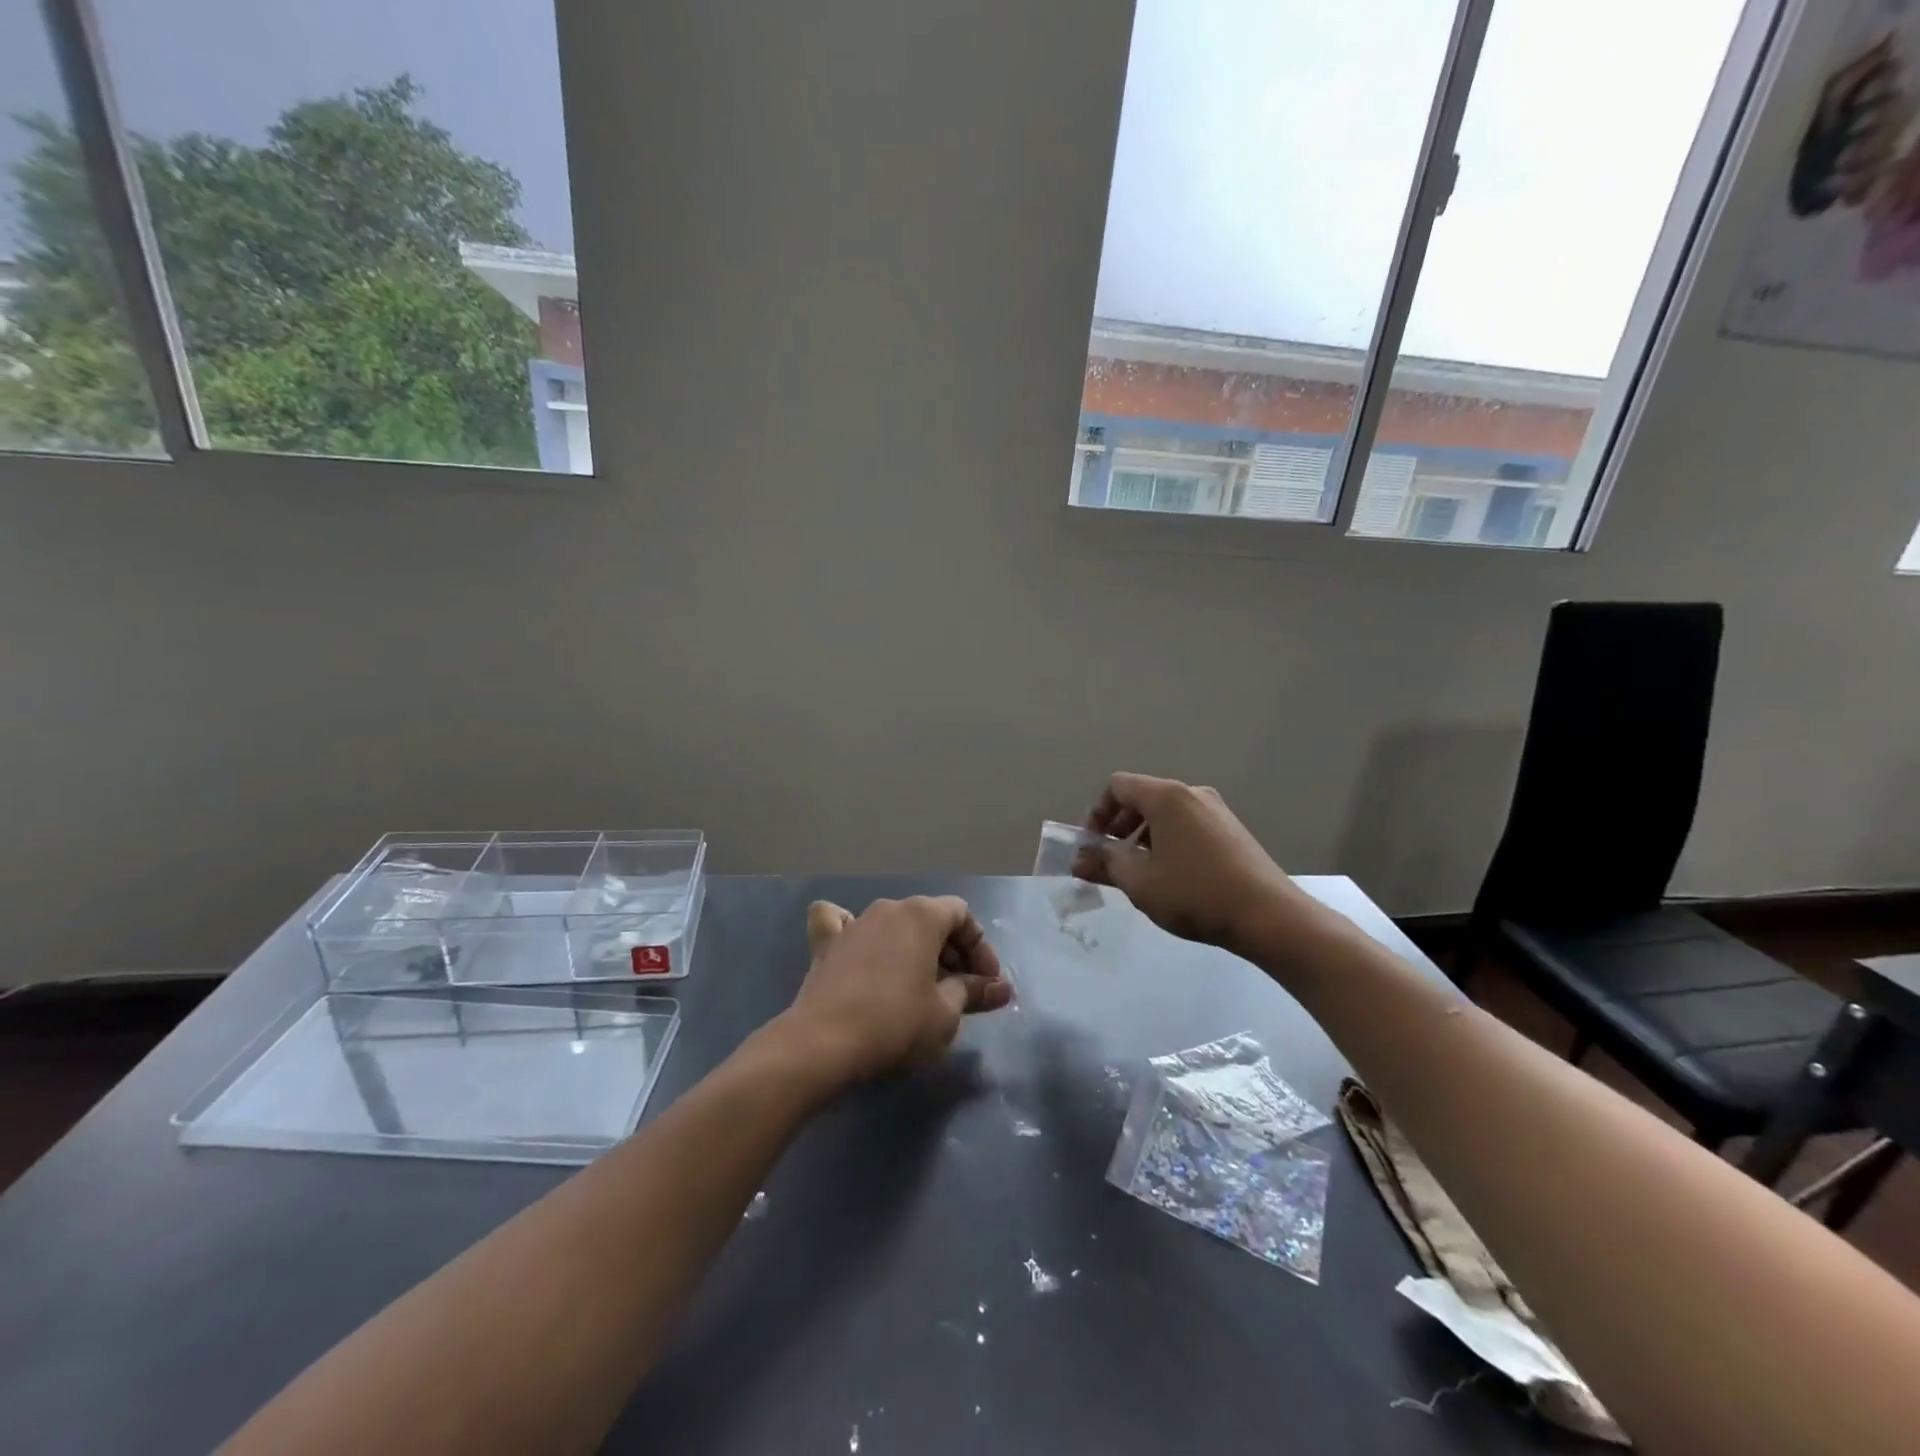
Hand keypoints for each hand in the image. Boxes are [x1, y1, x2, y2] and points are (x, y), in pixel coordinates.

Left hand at [780, 896, 1011, 1085]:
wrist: (823, 1043)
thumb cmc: (895, 1023)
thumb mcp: (945, 1013)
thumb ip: (974, 992)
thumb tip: (1002, 988)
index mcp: (922, 915)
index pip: (962, 915)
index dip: (980, 948)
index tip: (986, 983)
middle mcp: (888, 908)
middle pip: (929, 918)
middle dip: (951, 952)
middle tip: (962, 991)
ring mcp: (853, 923)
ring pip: (893, 924)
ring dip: (913, 948)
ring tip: (921, 984)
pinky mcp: (825, 944)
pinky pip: (839, 922)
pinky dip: (853, 931)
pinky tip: (857, 945)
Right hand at [1076, 772, 1321, 957]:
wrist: (1269, 916)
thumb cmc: (1195, 894)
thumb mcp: (1139, 882)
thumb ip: (1104, 864)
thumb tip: (1078, 860)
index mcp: (1166, 796)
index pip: (1118, 786)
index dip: (1097, 813)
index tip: (1093, 846)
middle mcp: (1191, 793)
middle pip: (1142, 797)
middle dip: (1119, 826)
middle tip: (1111, 860)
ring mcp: (1216, 810)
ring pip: (1166, 813)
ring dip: (1143, 836)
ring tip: (1140, 873)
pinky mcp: (1232, 830)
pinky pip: (1188, 824)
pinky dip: (1168, 840)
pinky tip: (1173, 876)